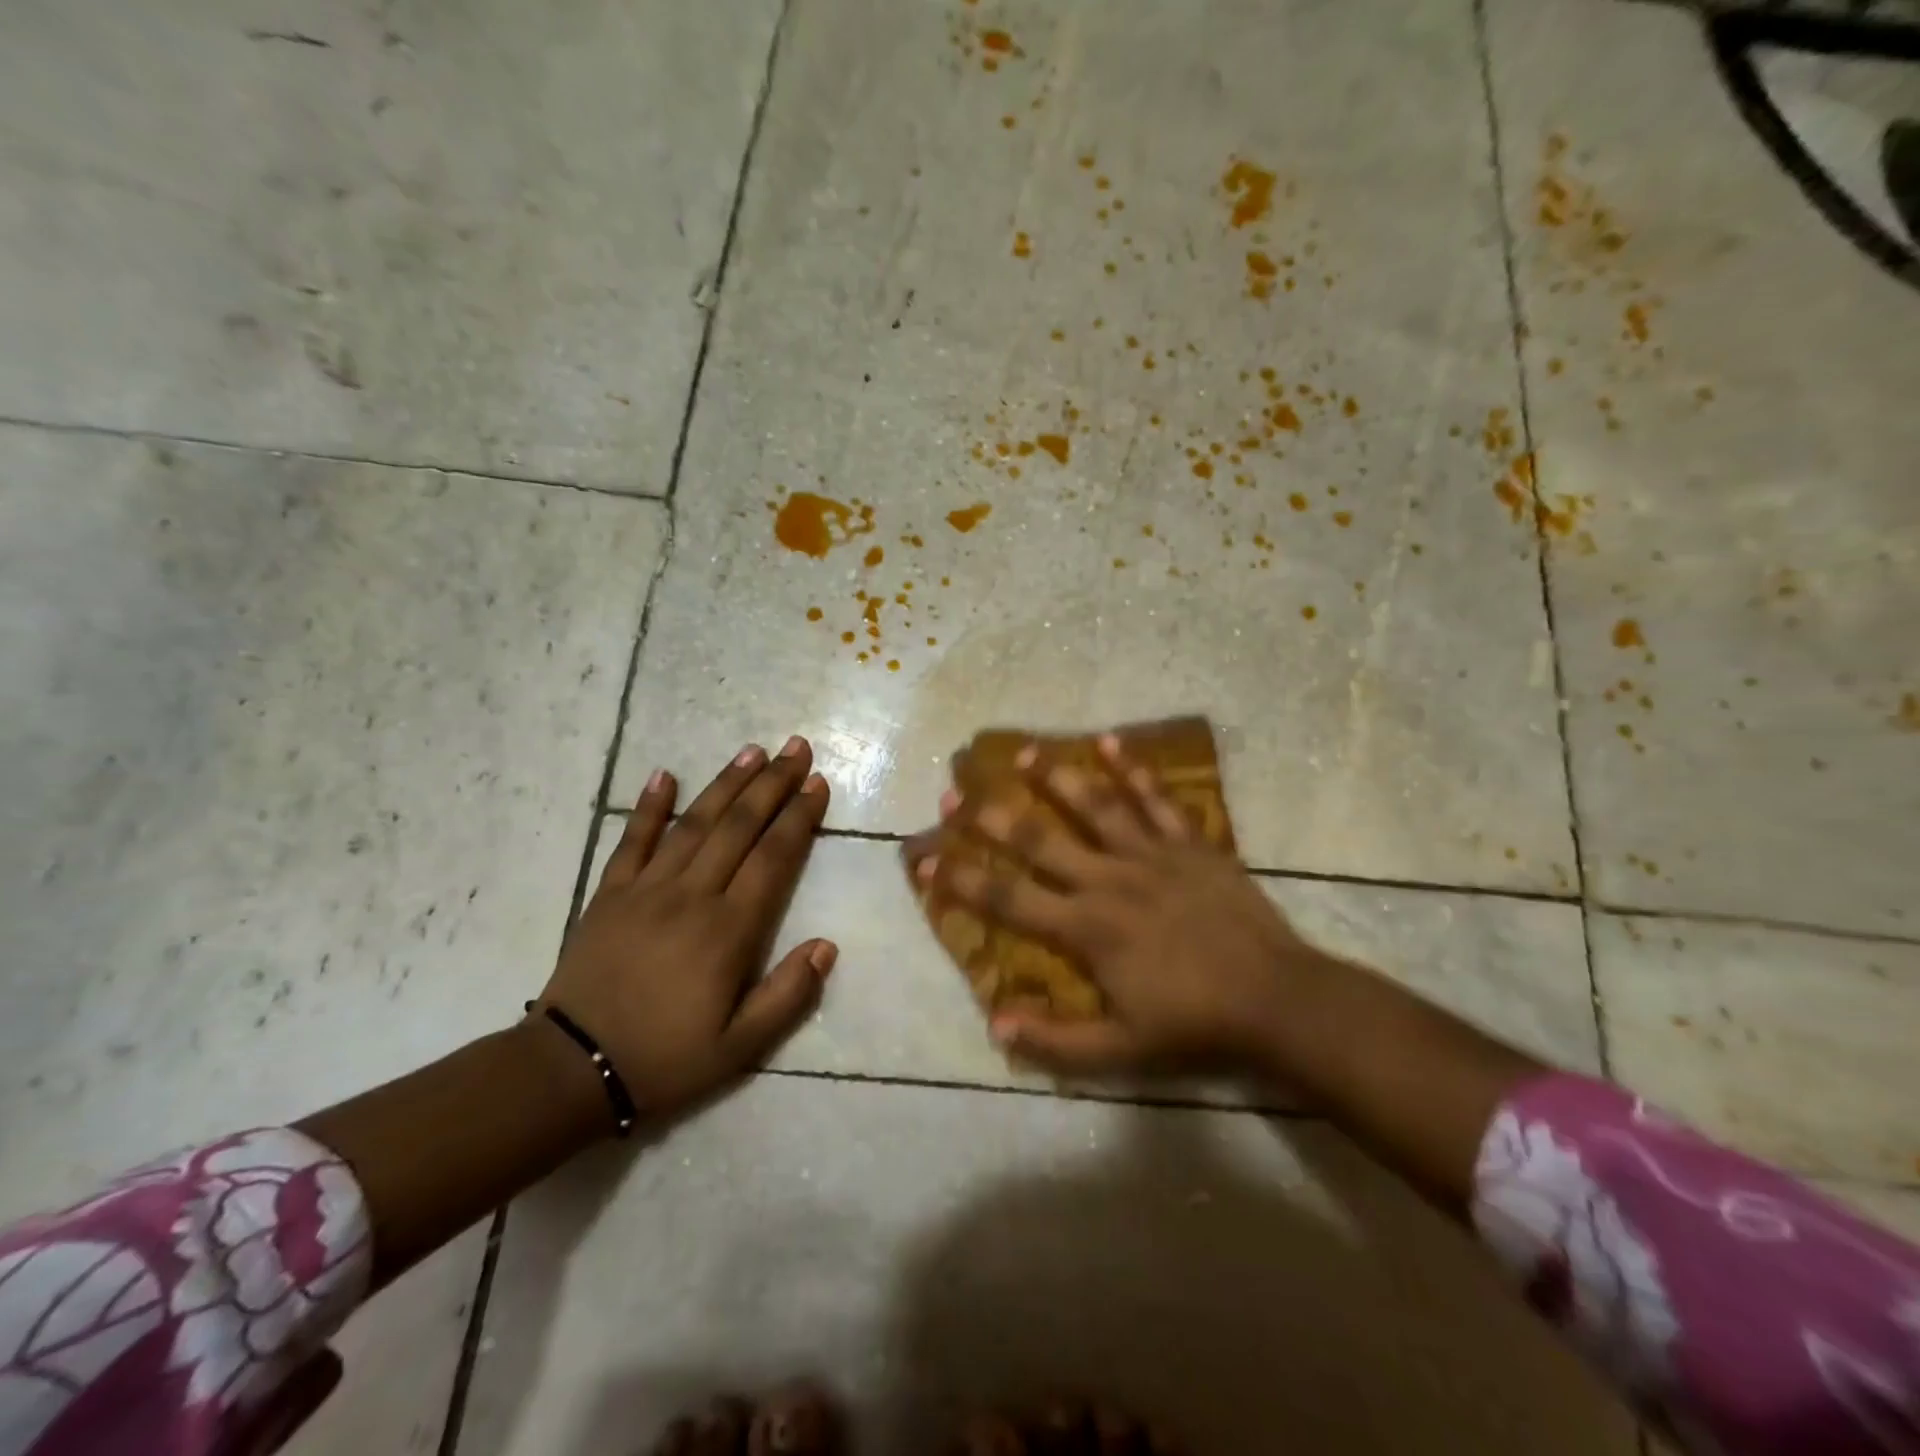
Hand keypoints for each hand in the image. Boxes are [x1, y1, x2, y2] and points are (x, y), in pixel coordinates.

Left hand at [536, 736, 835, 1121]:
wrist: (570, 1070)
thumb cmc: (665, 1059)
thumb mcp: (740, 1048)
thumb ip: (788, 995)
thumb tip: (827, 945)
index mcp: (729, 930)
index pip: (773, 857)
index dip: (799, 817)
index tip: (818, 784)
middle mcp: (692, 896)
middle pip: (739, 827)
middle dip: (772, 784)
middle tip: (796, 748)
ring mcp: (647, 889)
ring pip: (694, 823)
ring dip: (726, 784)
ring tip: (752, 750)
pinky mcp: (610, 893)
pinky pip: (632, 840)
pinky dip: (649, 806)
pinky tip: (664, 774)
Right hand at [917, 736, 1327, 1076]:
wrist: (1276, 1000)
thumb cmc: (1194, 1025)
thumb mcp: (1122, 1051)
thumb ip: (1056, 1042)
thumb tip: (995, 1025)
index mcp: (1086, 929)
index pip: (1008, 900)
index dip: (960, 879)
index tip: (922, 857)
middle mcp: (1108, 881)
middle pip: (1039, 841)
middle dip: (991, 817)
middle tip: (955, 792)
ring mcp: (1151, 856)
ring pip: (1094, 806)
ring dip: (1055, 777)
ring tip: (1021, 752)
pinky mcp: (1189, 844)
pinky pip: (1157, 799)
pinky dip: (1133, 769)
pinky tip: (1109, 740)